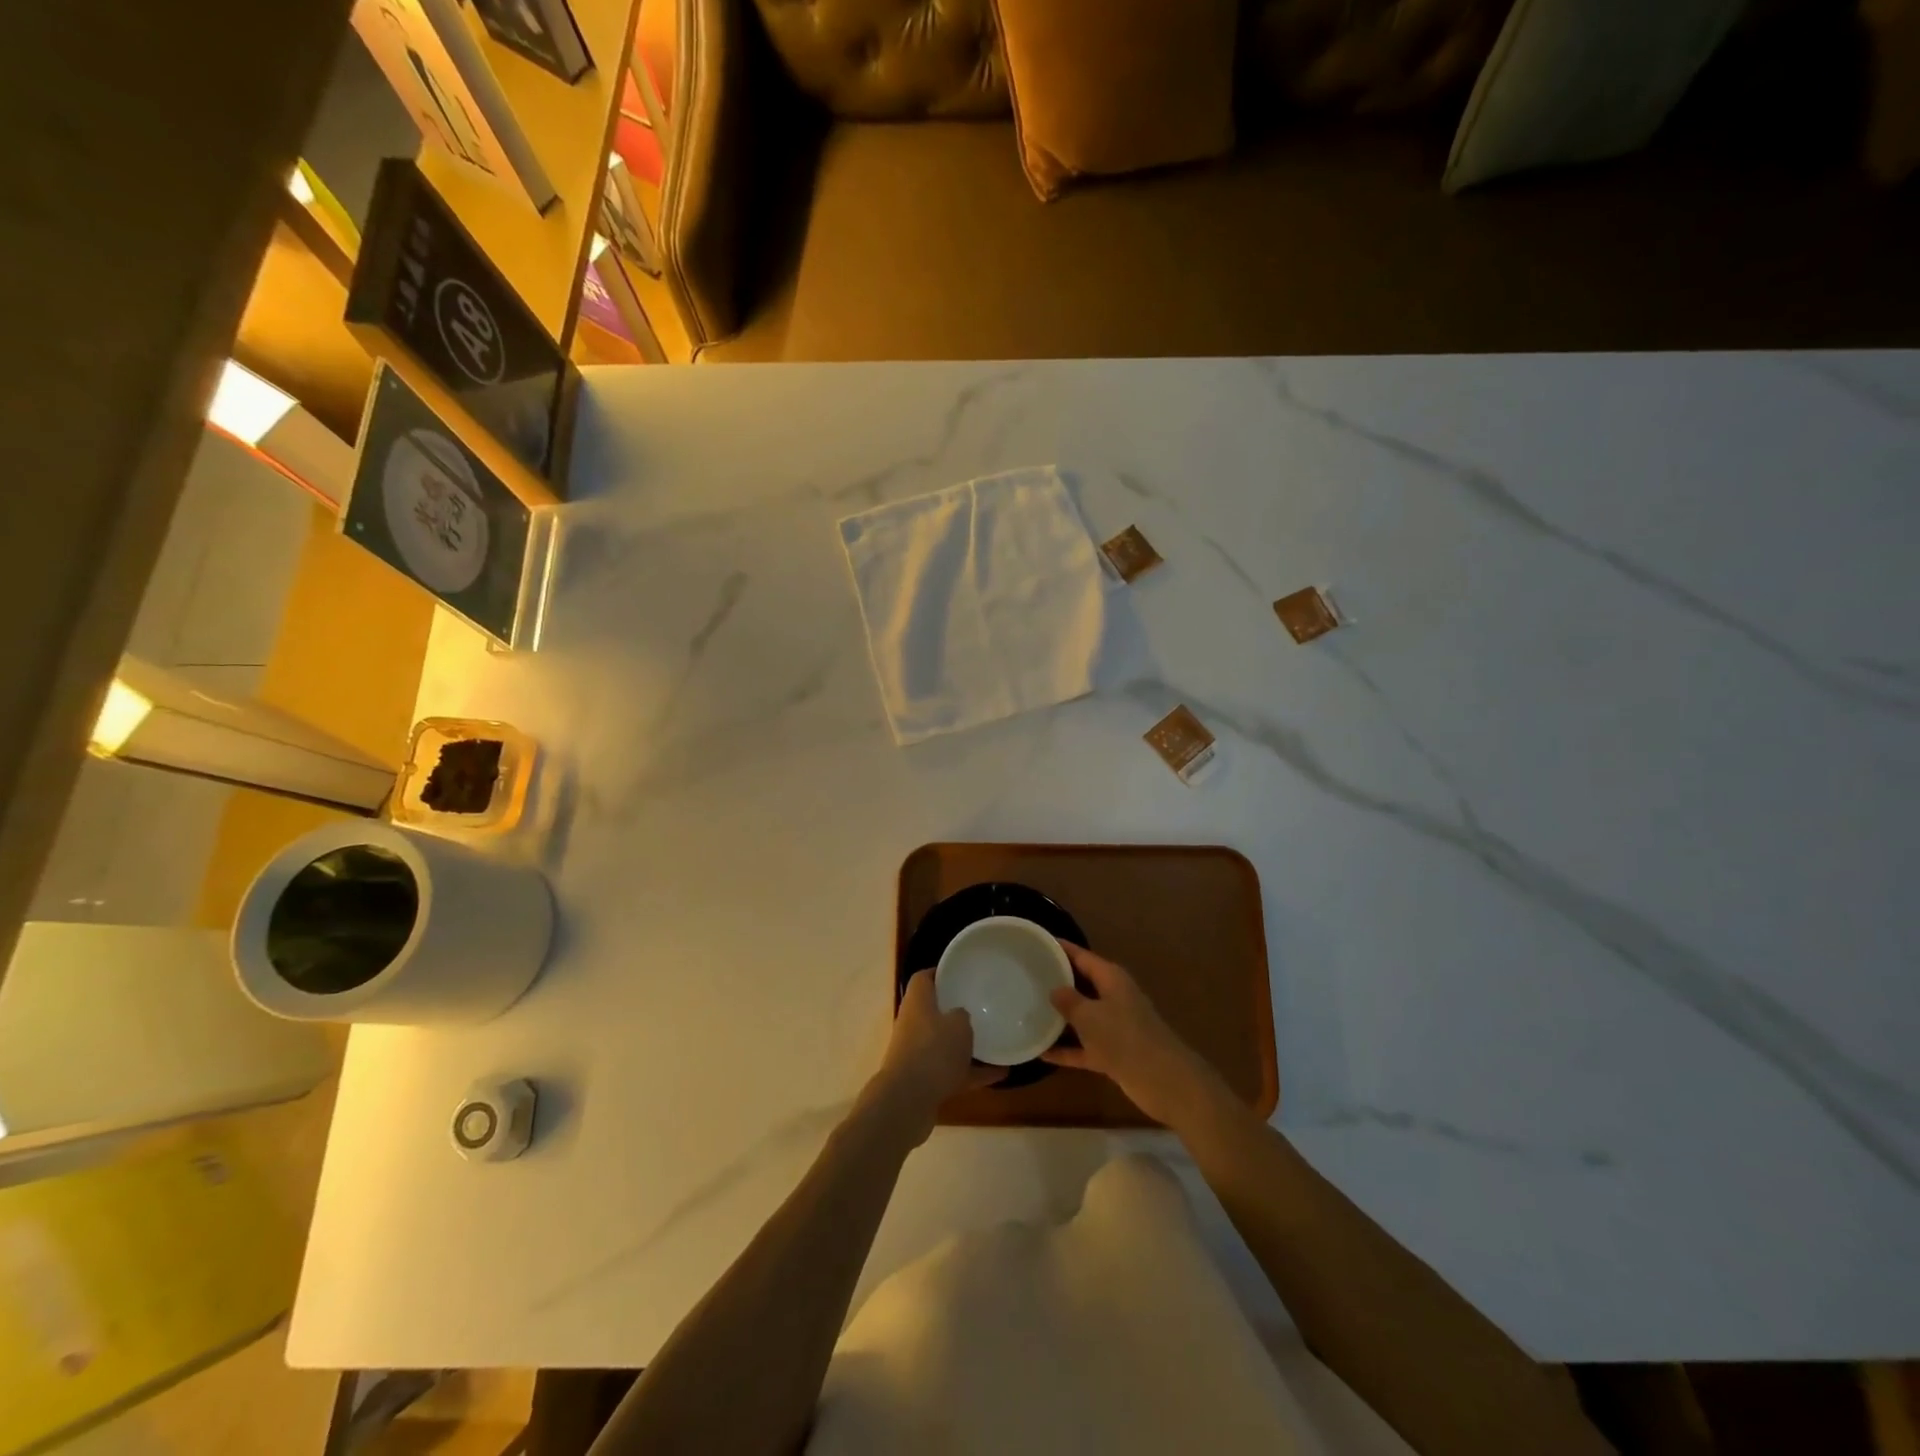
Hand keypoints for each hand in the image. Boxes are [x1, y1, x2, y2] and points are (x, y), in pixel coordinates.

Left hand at [870, 971, 1000, 1144]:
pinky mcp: (925, 1081)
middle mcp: (913, 1025)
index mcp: (917, 1003)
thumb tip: (960, 1016)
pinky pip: (953, 1071)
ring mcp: (917, 1054)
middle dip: (955, 1011)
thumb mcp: (959, 1024)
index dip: (940, 973)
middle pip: (934, 1011)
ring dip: (966, 1045)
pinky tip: (1001, 1073)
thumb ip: (962, 1016)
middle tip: (981, 1006)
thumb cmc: (934, 1051)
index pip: (924, 978)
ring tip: (995, 1042)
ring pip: (944, 1044)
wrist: (908, 1101)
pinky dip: (973, 1072)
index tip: (961, 973)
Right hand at [1043, 942, 1225, 1127]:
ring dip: (1060, 1018)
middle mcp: (1113, 998)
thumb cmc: (1124, 1037)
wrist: (1163, 1081)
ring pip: (1082, 1017)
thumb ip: (1069, 1001)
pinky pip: (1083, 1046)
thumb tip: (1055, 989)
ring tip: (1028, 1011)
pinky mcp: (1113, 1053)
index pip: (1082, 956)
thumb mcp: (1090, 1016)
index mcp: (1111, 979)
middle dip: (1057, 982)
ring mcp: (1114, 1027)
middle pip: (1082, 984)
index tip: (1037, 943)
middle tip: (1026, 977)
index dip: (1060, 949)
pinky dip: (1066, 1049)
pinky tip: (1040, 1052)